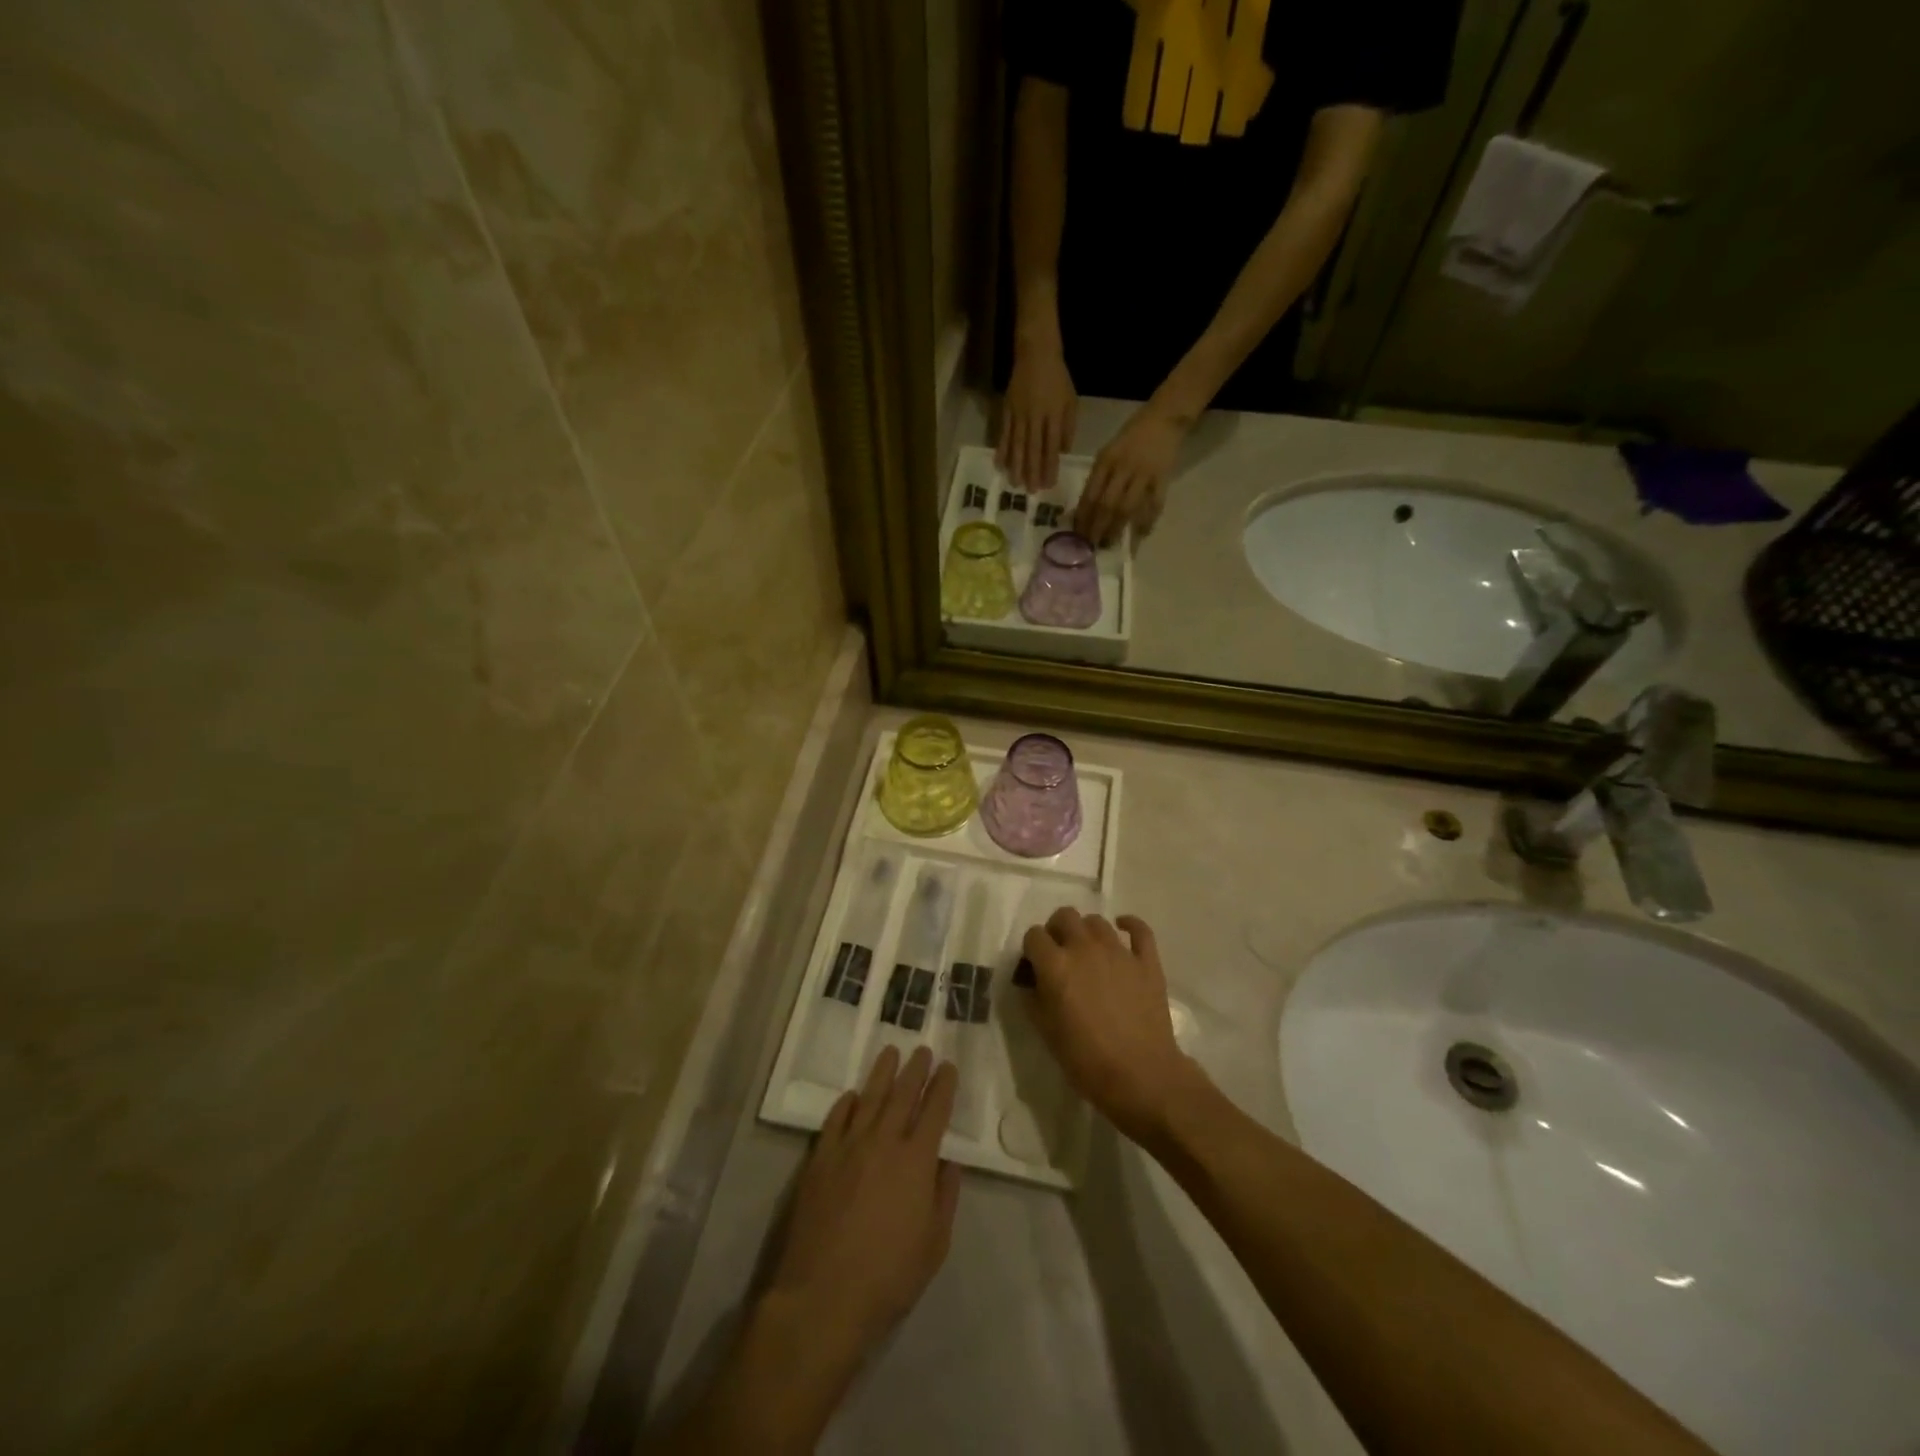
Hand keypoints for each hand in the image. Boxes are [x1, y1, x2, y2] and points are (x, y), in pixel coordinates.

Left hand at [765, 1046, 961, 1366]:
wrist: (822, 1297)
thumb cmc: (888, 1277)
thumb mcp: (934, 1245)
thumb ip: (944, 1198)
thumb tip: (948, 1163)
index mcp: (916, 1161)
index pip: (934, 1111)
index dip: (943, 1086)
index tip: (948, 1067)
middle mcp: (883, 1142)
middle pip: (902, 1095)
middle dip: (916, 1070)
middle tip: (923, 1050)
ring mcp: (848, 1147)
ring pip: (869, 1097)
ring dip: (882, 1073)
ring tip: (891, 1052)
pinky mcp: (819, 1159)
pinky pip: (835, 1119)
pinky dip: (846, 1103)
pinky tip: (852, 1095)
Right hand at [998, 344, 1077, 490]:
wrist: (1036, 353)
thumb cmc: (1058, 378)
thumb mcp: (1070, 401)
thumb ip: (1067, 427)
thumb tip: (1062, 452)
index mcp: (1053, 415)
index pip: (1051, 446)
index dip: (1049, 466)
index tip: (1048, 484)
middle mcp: (1035, 417)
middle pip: (1032, 449)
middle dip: (1032, 471)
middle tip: (1031, 491)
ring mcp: (1018, 414)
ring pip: (1017, 444)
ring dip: (1016, 466)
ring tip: (1014, 484)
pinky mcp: (1006, 411)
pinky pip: (1003, 433)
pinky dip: (1001, 450)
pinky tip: (999, 464)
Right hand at [1020, 909, 1209, 1146]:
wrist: (1141, 1076)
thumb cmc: (1086, 1059)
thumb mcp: (1046, 1032)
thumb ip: (1033, 998)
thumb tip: (1032, 981)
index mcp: (1056, 965)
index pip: (1034, 935)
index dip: (1032, 949)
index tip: (1035, 966)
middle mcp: (1085, 948)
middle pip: (1064, 916)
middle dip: (1057, 930)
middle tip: (1059, 954)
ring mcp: (1119, 951)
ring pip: (1097, 921)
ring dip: (1087, 931)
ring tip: (1088, 952)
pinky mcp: (1147, 961)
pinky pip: (1139, 929)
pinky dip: (1130, 925)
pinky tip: (1123, 930)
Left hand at [1074, 402, 1187, 545]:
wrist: (1164, 418)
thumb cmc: (1131, 436)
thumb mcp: (1108, 452)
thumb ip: (1098, 477)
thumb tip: (1086, 508)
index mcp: (1106, 460)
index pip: (1090, 494)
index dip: (1083, 517)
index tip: (1077, 533)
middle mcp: (1122, 468)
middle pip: (1106, 505)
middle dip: (1096, 528)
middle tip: (1090, 545)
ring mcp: (1143, 474)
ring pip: (1126, 508)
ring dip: (1116, 529)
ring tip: (1108, 543)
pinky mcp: (1162, 478)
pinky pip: (1154, 505)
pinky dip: (1147, 522)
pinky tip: (1140, 535)